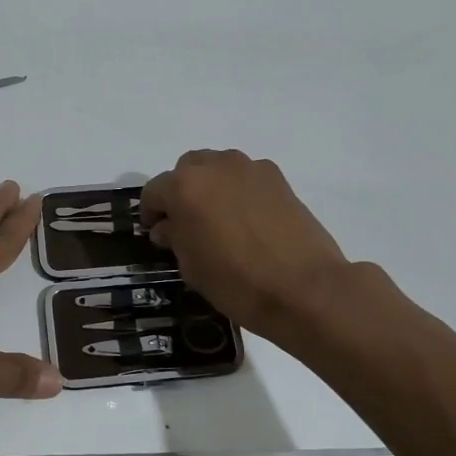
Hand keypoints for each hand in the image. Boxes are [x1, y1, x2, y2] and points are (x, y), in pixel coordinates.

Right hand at [142, 150, 383, 337]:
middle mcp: (214, 166)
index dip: (151, 213)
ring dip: (211, 187)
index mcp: (184, 187)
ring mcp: (249, 168)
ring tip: (219, 219)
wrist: (304, 288)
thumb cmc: (236, 282)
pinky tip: (248, 220)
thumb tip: (169, 227)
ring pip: (218, 168)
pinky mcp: (278, 178)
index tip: (156, 233)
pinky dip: (239, 191)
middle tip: (186, 223)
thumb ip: (175, 238)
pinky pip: (246, 177)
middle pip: (187, 170)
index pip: (154, 191)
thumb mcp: (191, 267)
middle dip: (181, 192)